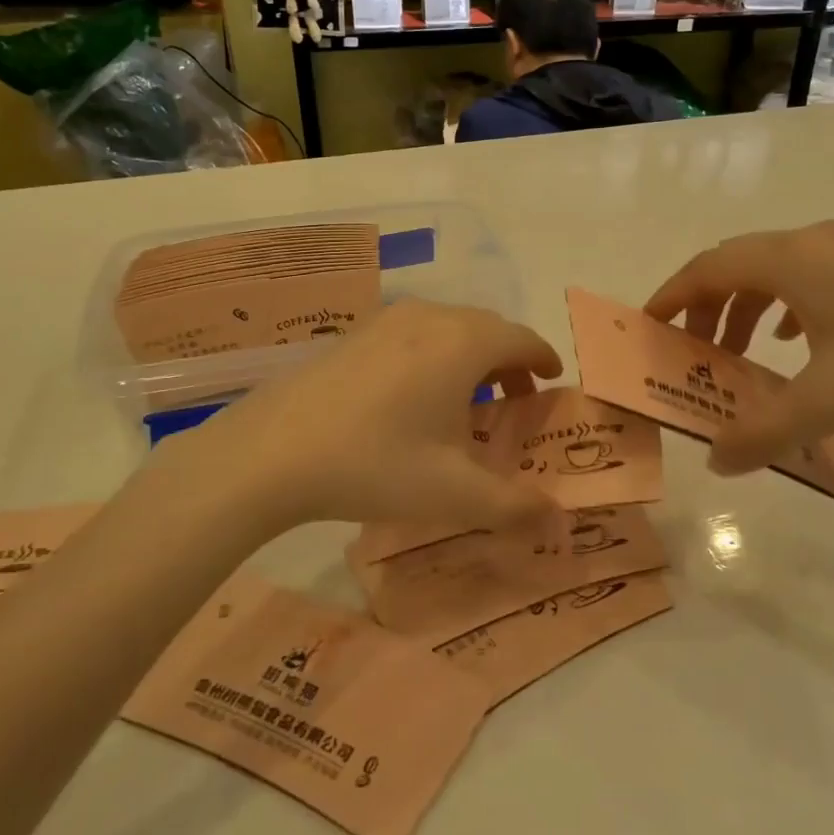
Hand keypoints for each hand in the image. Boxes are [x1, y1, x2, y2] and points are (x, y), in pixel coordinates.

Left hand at [161, 298, 562, 534]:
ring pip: (449, 326)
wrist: (274, 450)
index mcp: (465, 343)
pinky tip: (416, 394)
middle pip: (488, 328)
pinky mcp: (356, 332)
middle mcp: (432, 317)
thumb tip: (558, 517)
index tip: (552, 378)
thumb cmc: (377, 464)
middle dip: (510, 359)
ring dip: (471, 355)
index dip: (544, 358)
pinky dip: (435, 352)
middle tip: (516, 399)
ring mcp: (388, 320)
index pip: (522, 339)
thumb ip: (515, 506)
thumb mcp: (455, 494)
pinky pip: (415, 332)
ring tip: (468, 398)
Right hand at [645, 221, 833, 473]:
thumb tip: (716, 463)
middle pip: (735, 265)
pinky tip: (799, 342)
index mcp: (790, 260)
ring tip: (741, 354)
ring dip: (745, 309)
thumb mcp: (832, 401)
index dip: (670, 296)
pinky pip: (810, 276)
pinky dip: (785, 306)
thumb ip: (765, 433)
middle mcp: (813, 241)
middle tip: (692, 353)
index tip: (648, 327)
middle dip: (704, 308)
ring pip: (774, 270)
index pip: (707, 269)